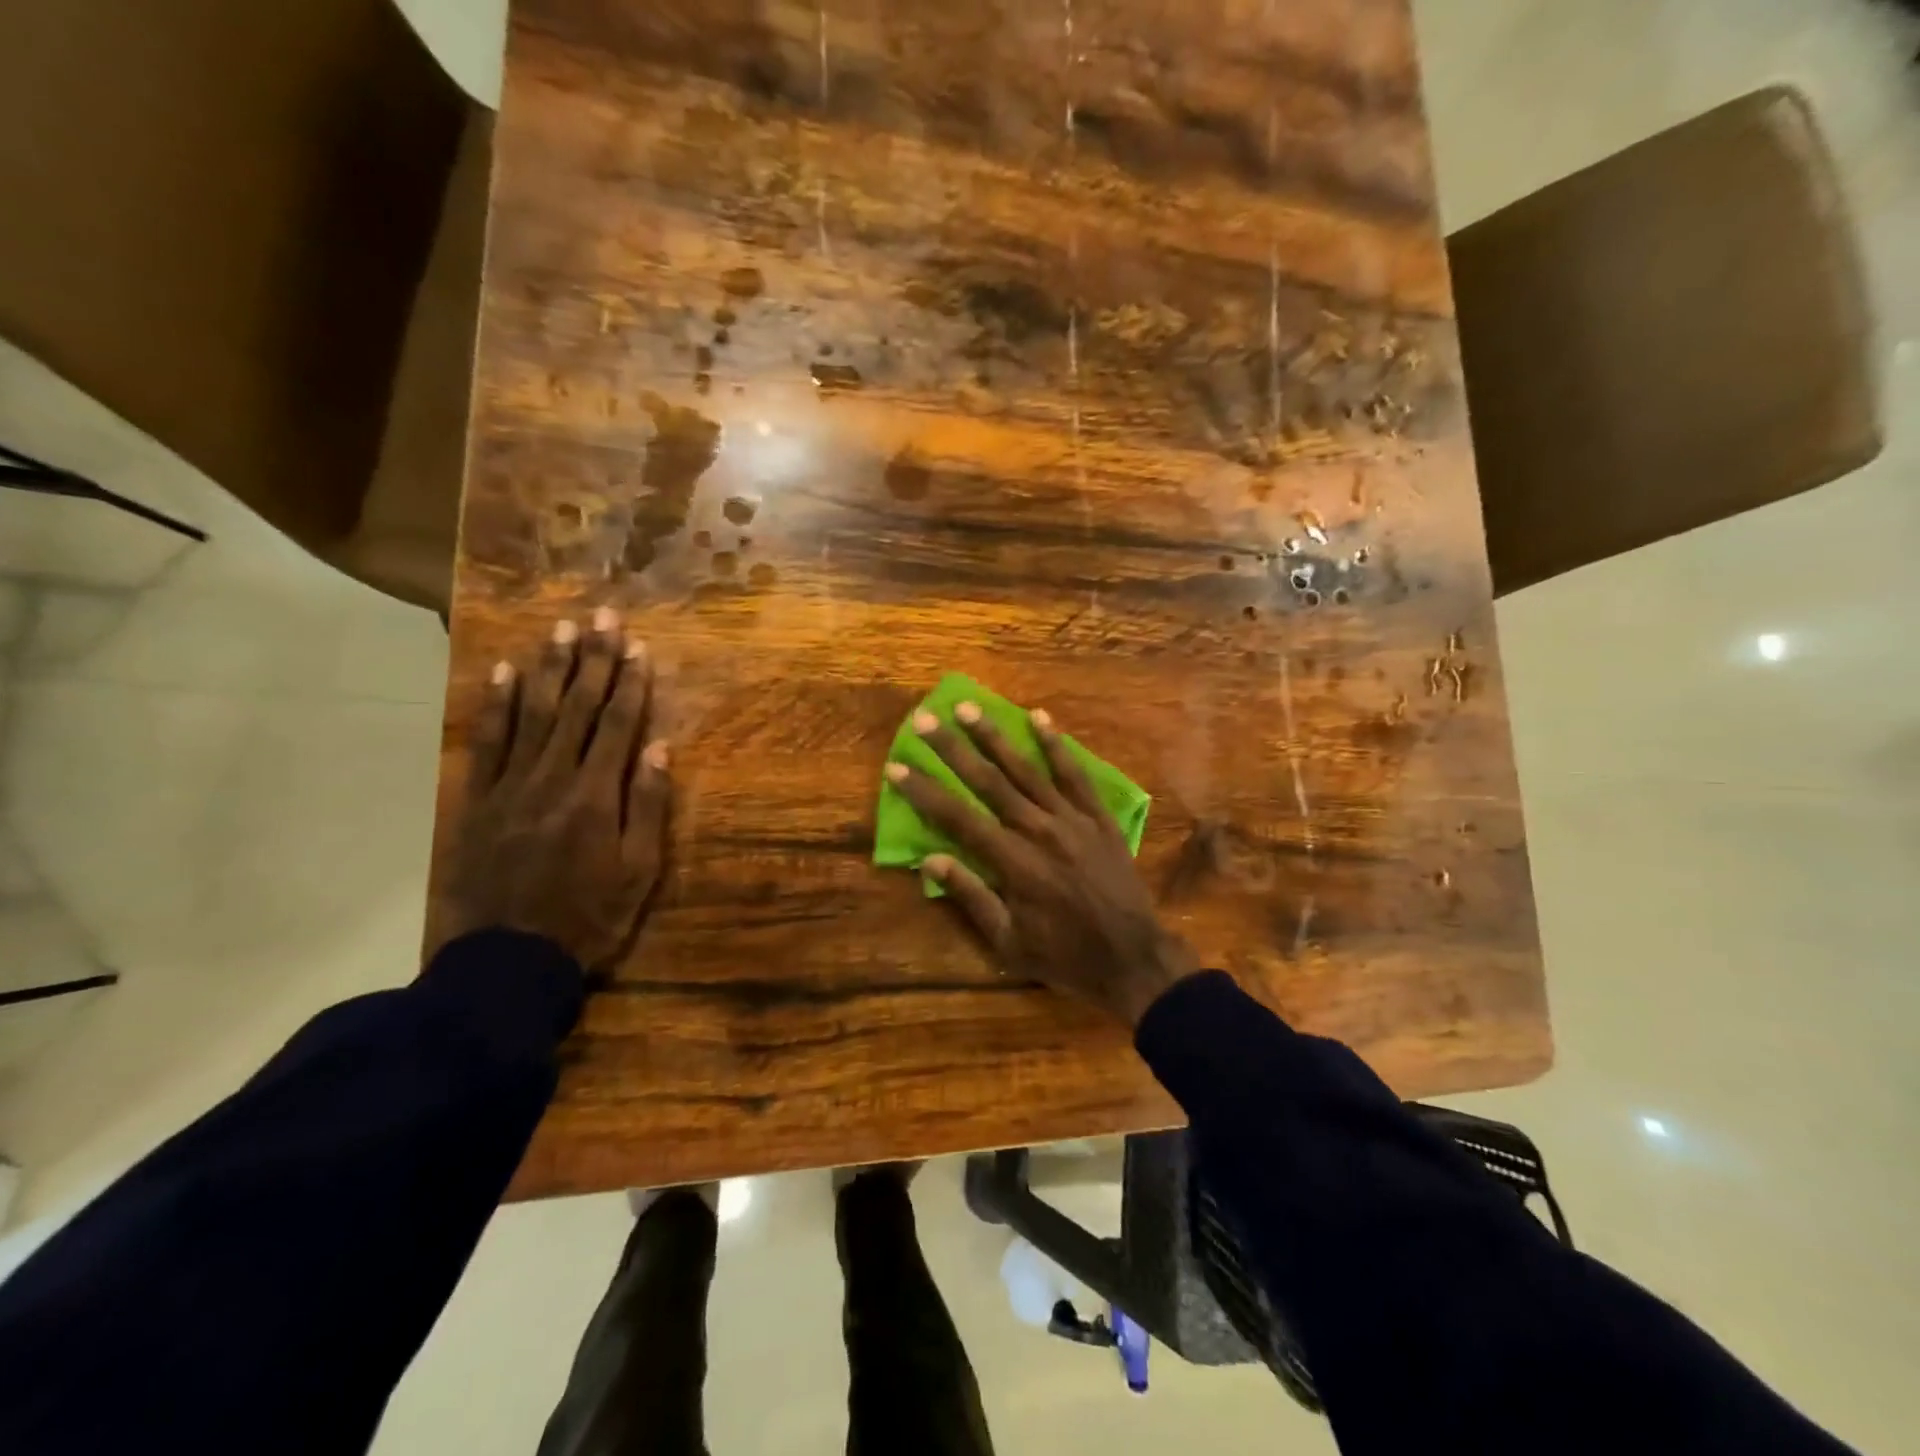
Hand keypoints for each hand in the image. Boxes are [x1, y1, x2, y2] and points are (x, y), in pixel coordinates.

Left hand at [438, 608, 671, 973]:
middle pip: (578, 708)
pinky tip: (502, 672)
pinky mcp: (478, 799)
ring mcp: (510, 785)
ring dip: (550, 669)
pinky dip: (496, 705)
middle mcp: (553, 777)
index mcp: (596, 795)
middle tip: (603, 617)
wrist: (506, 960)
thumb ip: (648, 807)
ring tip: (561, 630)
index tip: (639, 646)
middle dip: (595, 660)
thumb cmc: (587, 918)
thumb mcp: (638, 872)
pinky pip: (487, 742)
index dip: (631, 683)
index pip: (619, 725)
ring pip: (533, 714)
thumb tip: (659, 749)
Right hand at [884, 703, 1198, 1026]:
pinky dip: (1056, 745)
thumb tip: (929, 860)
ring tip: (968, 707)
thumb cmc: (1065, 956)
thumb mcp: (1009, 943)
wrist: (1134, 958)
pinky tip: (1039, 718)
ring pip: (1026, 769)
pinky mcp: (1098, 816)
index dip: (925, 791)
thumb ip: (971, 897)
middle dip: (952, 749)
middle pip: (988, 781)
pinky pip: (1074, 774)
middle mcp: (1038, 830)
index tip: (898, 766)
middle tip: (925, 719)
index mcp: (1012, 862)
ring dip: (994, 736)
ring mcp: (1071, 819)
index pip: (957, 817)